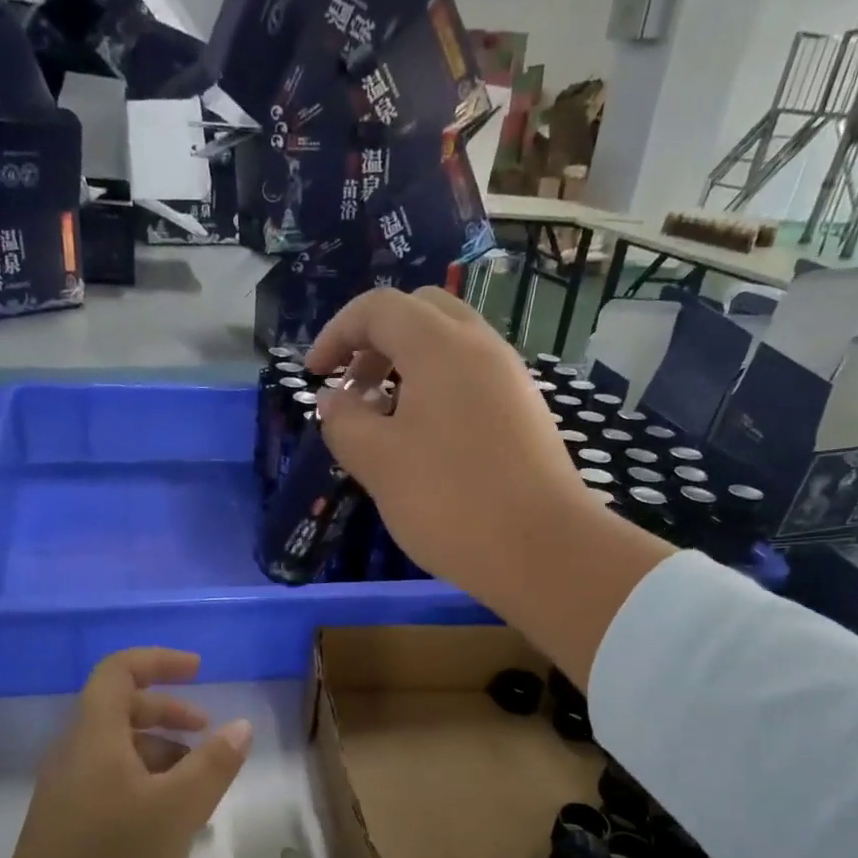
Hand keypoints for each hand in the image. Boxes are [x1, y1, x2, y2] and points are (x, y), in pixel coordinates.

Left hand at [0, 649, 250, 857]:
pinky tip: (174, 820)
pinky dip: (148, 784)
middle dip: (169, 711)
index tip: (199, 670)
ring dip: (163, 752)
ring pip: (119, 750)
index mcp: (93, 737)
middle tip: (209, 732)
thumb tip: (240, 726)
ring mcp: (68, 792)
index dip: (159, 661)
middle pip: (121, 708)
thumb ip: (213, 763)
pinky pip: (113, 782)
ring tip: (201, 784)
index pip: (118, 671)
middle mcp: (75, 755)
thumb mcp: (177, 810)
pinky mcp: (70, 826)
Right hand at [308, 287, 594, 596]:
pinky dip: (436, 389)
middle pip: (420, 313)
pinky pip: (471, 378)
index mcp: (441, 346)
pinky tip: (424, 442)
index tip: (315, 375)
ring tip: (383, 419)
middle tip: (353, 389)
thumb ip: (344, 421)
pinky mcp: (524, 412)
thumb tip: (334, 400)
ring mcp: (510, 379)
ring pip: (449, 346)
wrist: (542, 550)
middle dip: (375, 342)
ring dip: (406, 367)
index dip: (337, 333)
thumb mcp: (377, 462)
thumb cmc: (449, 500)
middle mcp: (481, 347)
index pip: (379, 308)